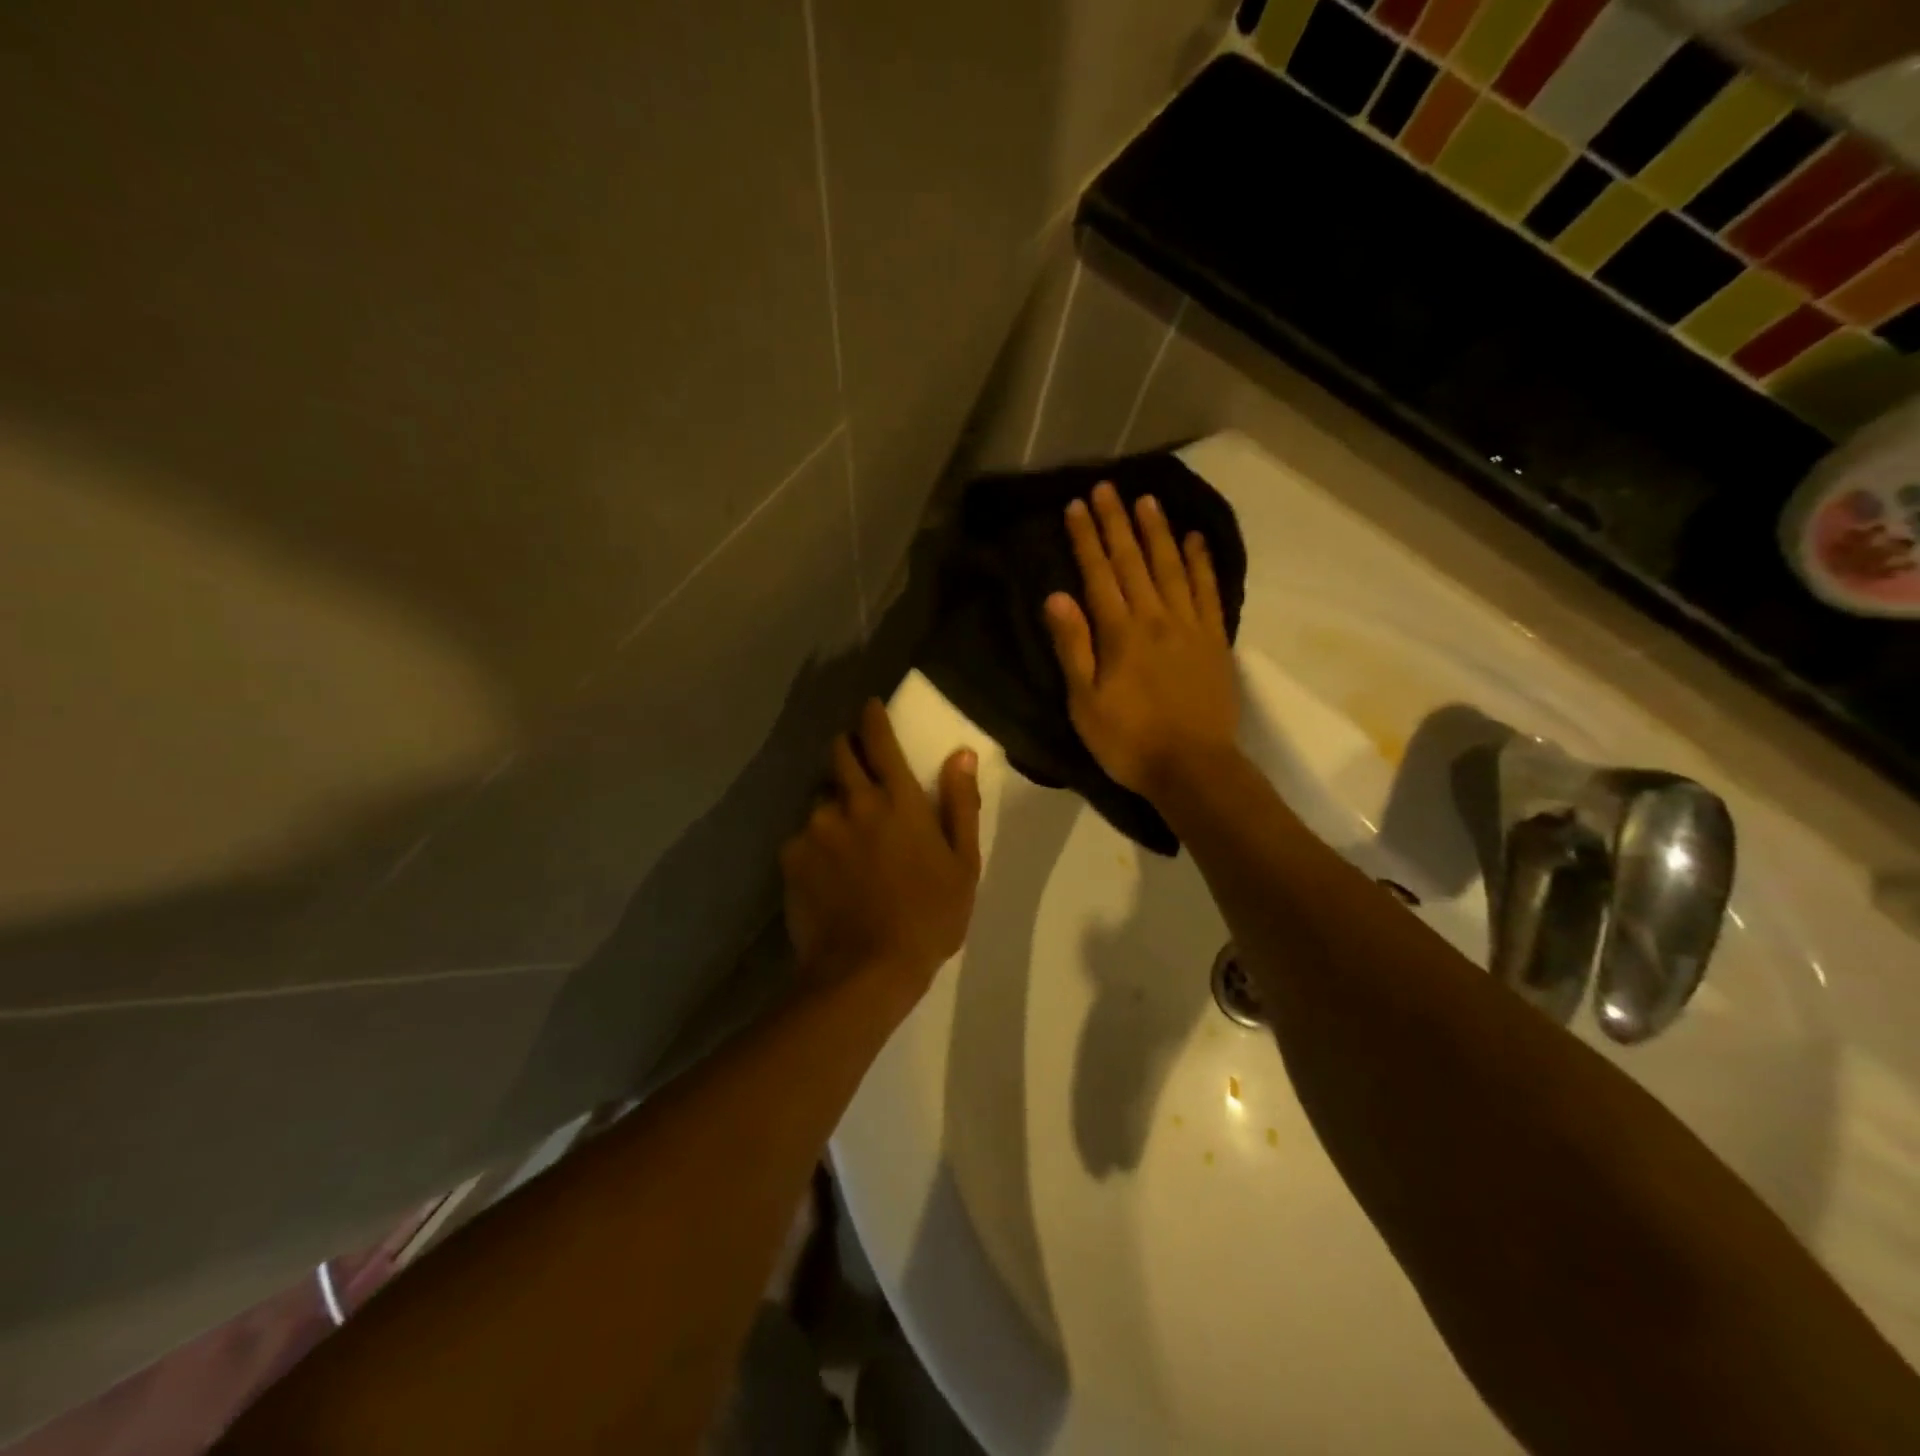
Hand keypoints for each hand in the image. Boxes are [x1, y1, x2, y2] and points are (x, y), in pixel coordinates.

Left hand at [780, 700, 981, 1004]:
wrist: (866, 970)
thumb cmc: (929, 917)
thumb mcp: (963, 864)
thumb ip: (961, 804)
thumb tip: (961, 754)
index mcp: (897, 799)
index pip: (879, 738)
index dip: (872, 716)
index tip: (869, 707)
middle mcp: (852, 801)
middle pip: (838, 753)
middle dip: (847, 749)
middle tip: (857, 768)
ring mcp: (816, 827)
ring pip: (820, 797)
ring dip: (833, 804)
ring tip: (844, 836)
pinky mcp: (790, 855)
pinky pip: (802, 835)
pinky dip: (815, 842)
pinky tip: (827, 872)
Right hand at [1044, 482, 1238, 801]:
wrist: (1193, 768)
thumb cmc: (1129, 742)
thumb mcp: (1085, 703)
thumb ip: (1074, 647)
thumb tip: (1056, 596)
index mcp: (1120, 634)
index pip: (1098, 575)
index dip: (1086, 538)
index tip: (1076, 505)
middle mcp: (1156, 618)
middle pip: (1134, 561)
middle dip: (1117, 522)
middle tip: (1107, 487)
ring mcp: (1190, 626)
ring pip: (1172, 567)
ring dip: (1157, 532)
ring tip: (1147, 499)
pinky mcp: (1215, 640)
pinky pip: (1208, 591)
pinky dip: (1201, 562)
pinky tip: (1195, 539)